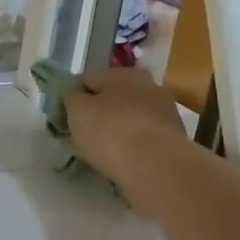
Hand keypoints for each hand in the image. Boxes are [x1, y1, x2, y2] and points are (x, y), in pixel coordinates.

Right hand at [63, 65, 188, 195]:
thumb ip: (71, 97)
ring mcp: (165, 112)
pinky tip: (123, 160)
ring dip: (117, 130)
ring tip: (103, 152)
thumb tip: (75, 95)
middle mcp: (148, 85)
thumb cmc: (110, 132)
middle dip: (98, 113)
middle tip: (83, 135)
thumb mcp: (76, 110)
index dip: (72, 98)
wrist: (156, 167)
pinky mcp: (175, 139)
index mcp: (123, 73)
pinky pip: (143, 138)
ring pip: (130, 118)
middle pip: (112, 98)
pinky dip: (133, 146)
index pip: (87, 79)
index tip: (64, 119)